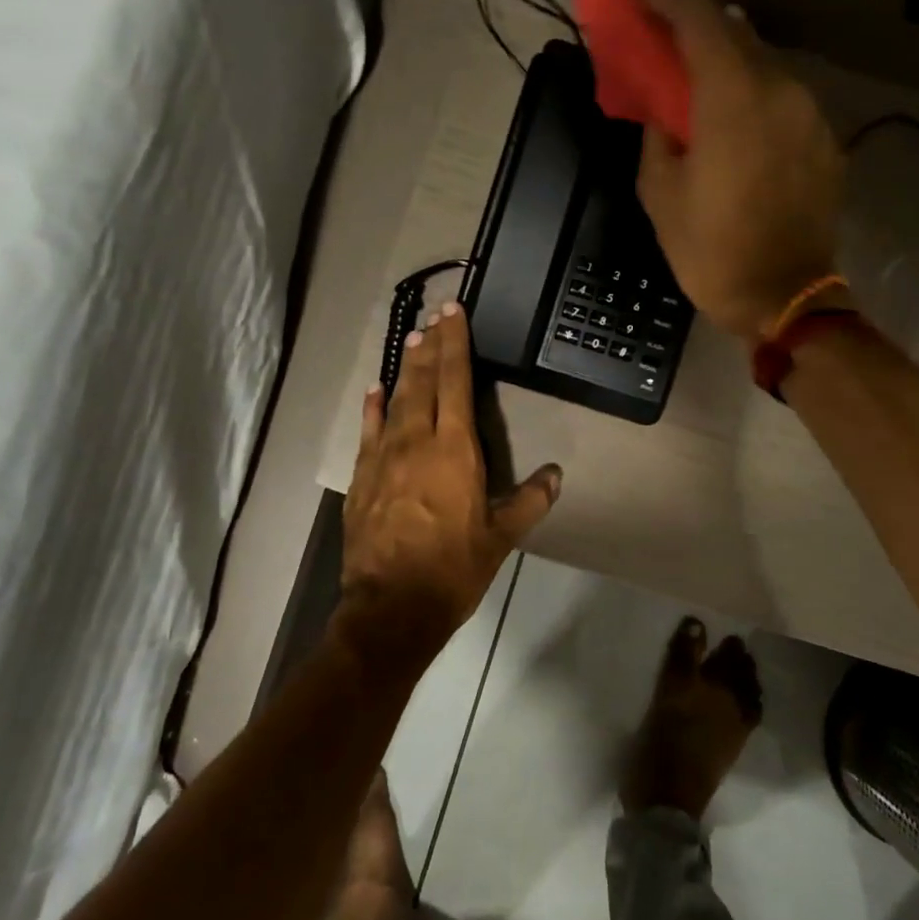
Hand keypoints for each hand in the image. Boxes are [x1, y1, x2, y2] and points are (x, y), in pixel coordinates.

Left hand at [339, 303, 561, 672]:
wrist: (392, 606)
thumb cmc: (453, 569)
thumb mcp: (501, 537)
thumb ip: (529, 501)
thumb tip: (556, 474)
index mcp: (455, 450)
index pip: (456, 382)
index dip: (456, 344)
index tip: (454, 313)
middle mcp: (417, 442)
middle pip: (423, 382)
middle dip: (430, 346)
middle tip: (434, 318)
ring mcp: (384, 457)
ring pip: (396, 400)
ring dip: (405, 368)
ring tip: (413, 340)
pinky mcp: (362, 477)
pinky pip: (368, 430)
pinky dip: (373, 407)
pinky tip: (376, 390)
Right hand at [635, 0, 847, 339]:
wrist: (784, 297)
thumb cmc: (710, 250)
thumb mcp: (659, 192)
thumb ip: (655, 130)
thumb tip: (662, 105)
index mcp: (731, 93)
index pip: (696, 11)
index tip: (637, 2)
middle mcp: (779, 85)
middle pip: (732, 30)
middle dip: (691, 31)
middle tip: (660, 53)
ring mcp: (809, 110)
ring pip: (762, 63)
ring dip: (725, 66)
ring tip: (697, 96)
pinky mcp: (824, 138)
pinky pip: (782, 99)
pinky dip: (753, 98)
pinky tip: (736, 132)